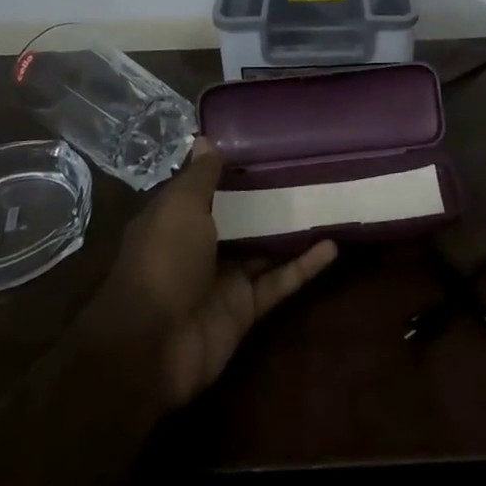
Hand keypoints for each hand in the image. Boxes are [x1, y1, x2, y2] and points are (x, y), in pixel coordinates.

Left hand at [96, 139, 337, 408]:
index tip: (266, 145)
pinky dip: (304, 266)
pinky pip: (280, 282)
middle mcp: (200, 246)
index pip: (206, 188)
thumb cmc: (162, 261)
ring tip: (327, 201)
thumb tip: (206, 138)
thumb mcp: (179, 207)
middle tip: (307, 168)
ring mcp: (224, 279)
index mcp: (177, 219)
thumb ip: (200, 176)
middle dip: (267, 198)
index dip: (231, 169)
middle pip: (240, 217)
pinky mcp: (246, 308)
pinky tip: (333, 246)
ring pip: (264, 249)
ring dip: (292, 230)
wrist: (152, 347)